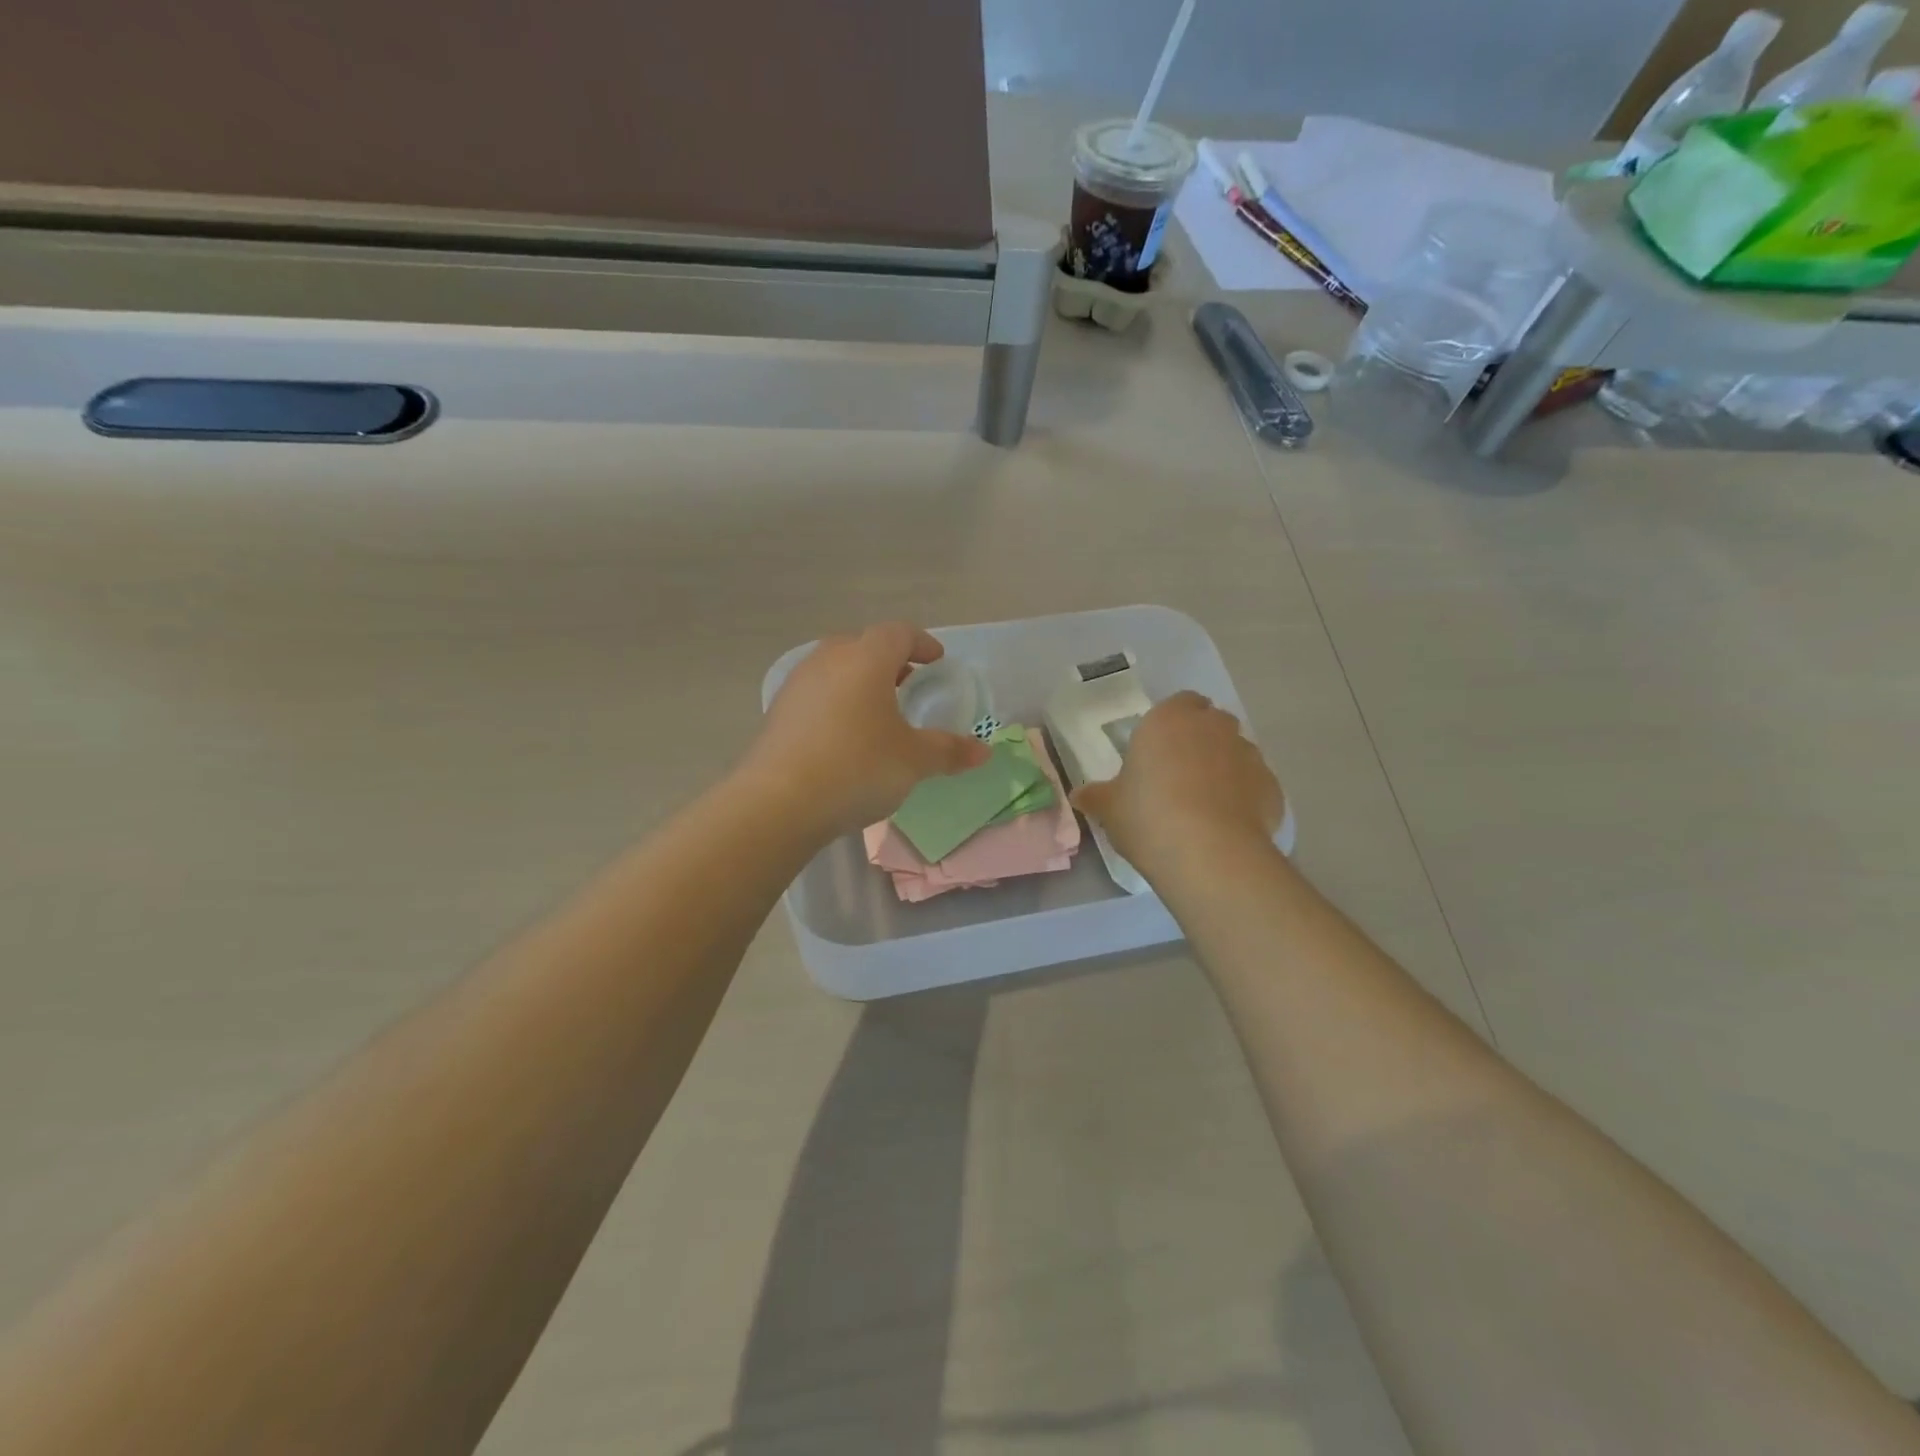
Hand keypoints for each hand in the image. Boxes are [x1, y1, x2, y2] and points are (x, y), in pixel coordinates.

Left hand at [744, 623, 991, 840]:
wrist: (778, 802)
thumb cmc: (857, 767)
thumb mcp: (913, 761)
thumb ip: (949, 751)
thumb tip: (985, 752)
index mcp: (866, 659)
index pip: (898, 633)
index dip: (921, 643)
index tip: (937, 661)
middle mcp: (828, 660)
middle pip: (863, 646)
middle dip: (889, 661)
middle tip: (908, 684)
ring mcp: (797, 685)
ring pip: (835, 669)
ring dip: (860, 681)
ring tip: (878, 711)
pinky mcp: (777, 713)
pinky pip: (816, 695)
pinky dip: (837, 703)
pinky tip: (845, 736)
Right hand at [1072, 692, 1283, 876]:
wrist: (1209, 853)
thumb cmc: (1149, 816)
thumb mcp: (1110, 808)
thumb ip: (1096, 796)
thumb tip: (1079, 796)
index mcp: (1170, 720)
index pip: (1180, 702)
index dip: (1171, 723)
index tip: (1158, 749)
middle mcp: (1213, 727)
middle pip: (1212, 722)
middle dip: (1200, 740)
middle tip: (1179, 774)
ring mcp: (1248, 755)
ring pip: (1236, 751)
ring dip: (1224, 767)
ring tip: (1205, 804)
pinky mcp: (1272, 787)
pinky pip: (1255, 785)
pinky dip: (1244, 797)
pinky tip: (1228, 825)